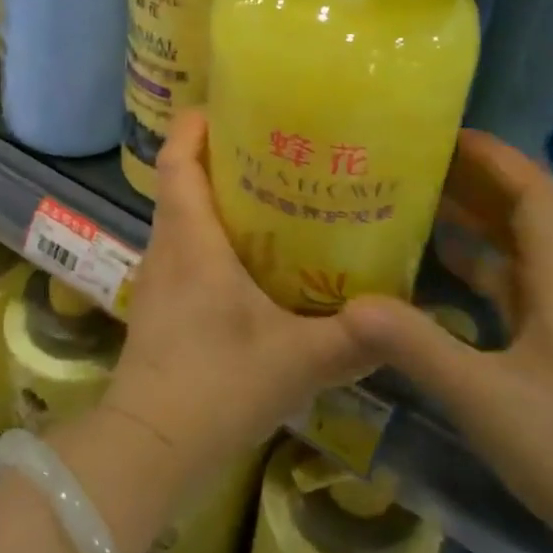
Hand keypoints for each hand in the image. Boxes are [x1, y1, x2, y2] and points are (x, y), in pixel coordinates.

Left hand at [103, 110, 377, 495]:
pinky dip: (213, 236)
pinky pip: (185, 248)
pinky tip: (254, 260)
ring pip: (183, 215)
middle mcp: (168, 245)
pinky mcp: (161, 304)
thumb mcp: (297, 362)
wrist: (149, 447)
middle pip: (182, 179)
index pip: (177, 158)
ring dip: (218, 197)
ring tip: (274, 194)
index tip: (230, 106)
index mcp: (190, 238)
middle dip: (220, 156)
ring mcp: (159, 276)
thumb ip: (353, 339)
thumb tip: (404, 317)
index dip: (195, 124)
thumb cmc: (215, 387)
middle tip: (276, 147)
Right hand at [341, 130, 552, 552]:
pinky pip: (512, 279)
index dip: (495, 157)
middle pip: (526, 209)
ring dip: (474, 215)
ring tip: (416, 195)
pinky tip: (437, 261)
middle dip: (476, 176)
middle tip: (413, 158)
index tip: (443, 132)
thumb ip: (418, 347)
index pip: (536, 194)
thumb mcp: (486, 400)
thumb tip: (349, 303)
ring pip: (518, 244)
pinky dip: (476, 259)